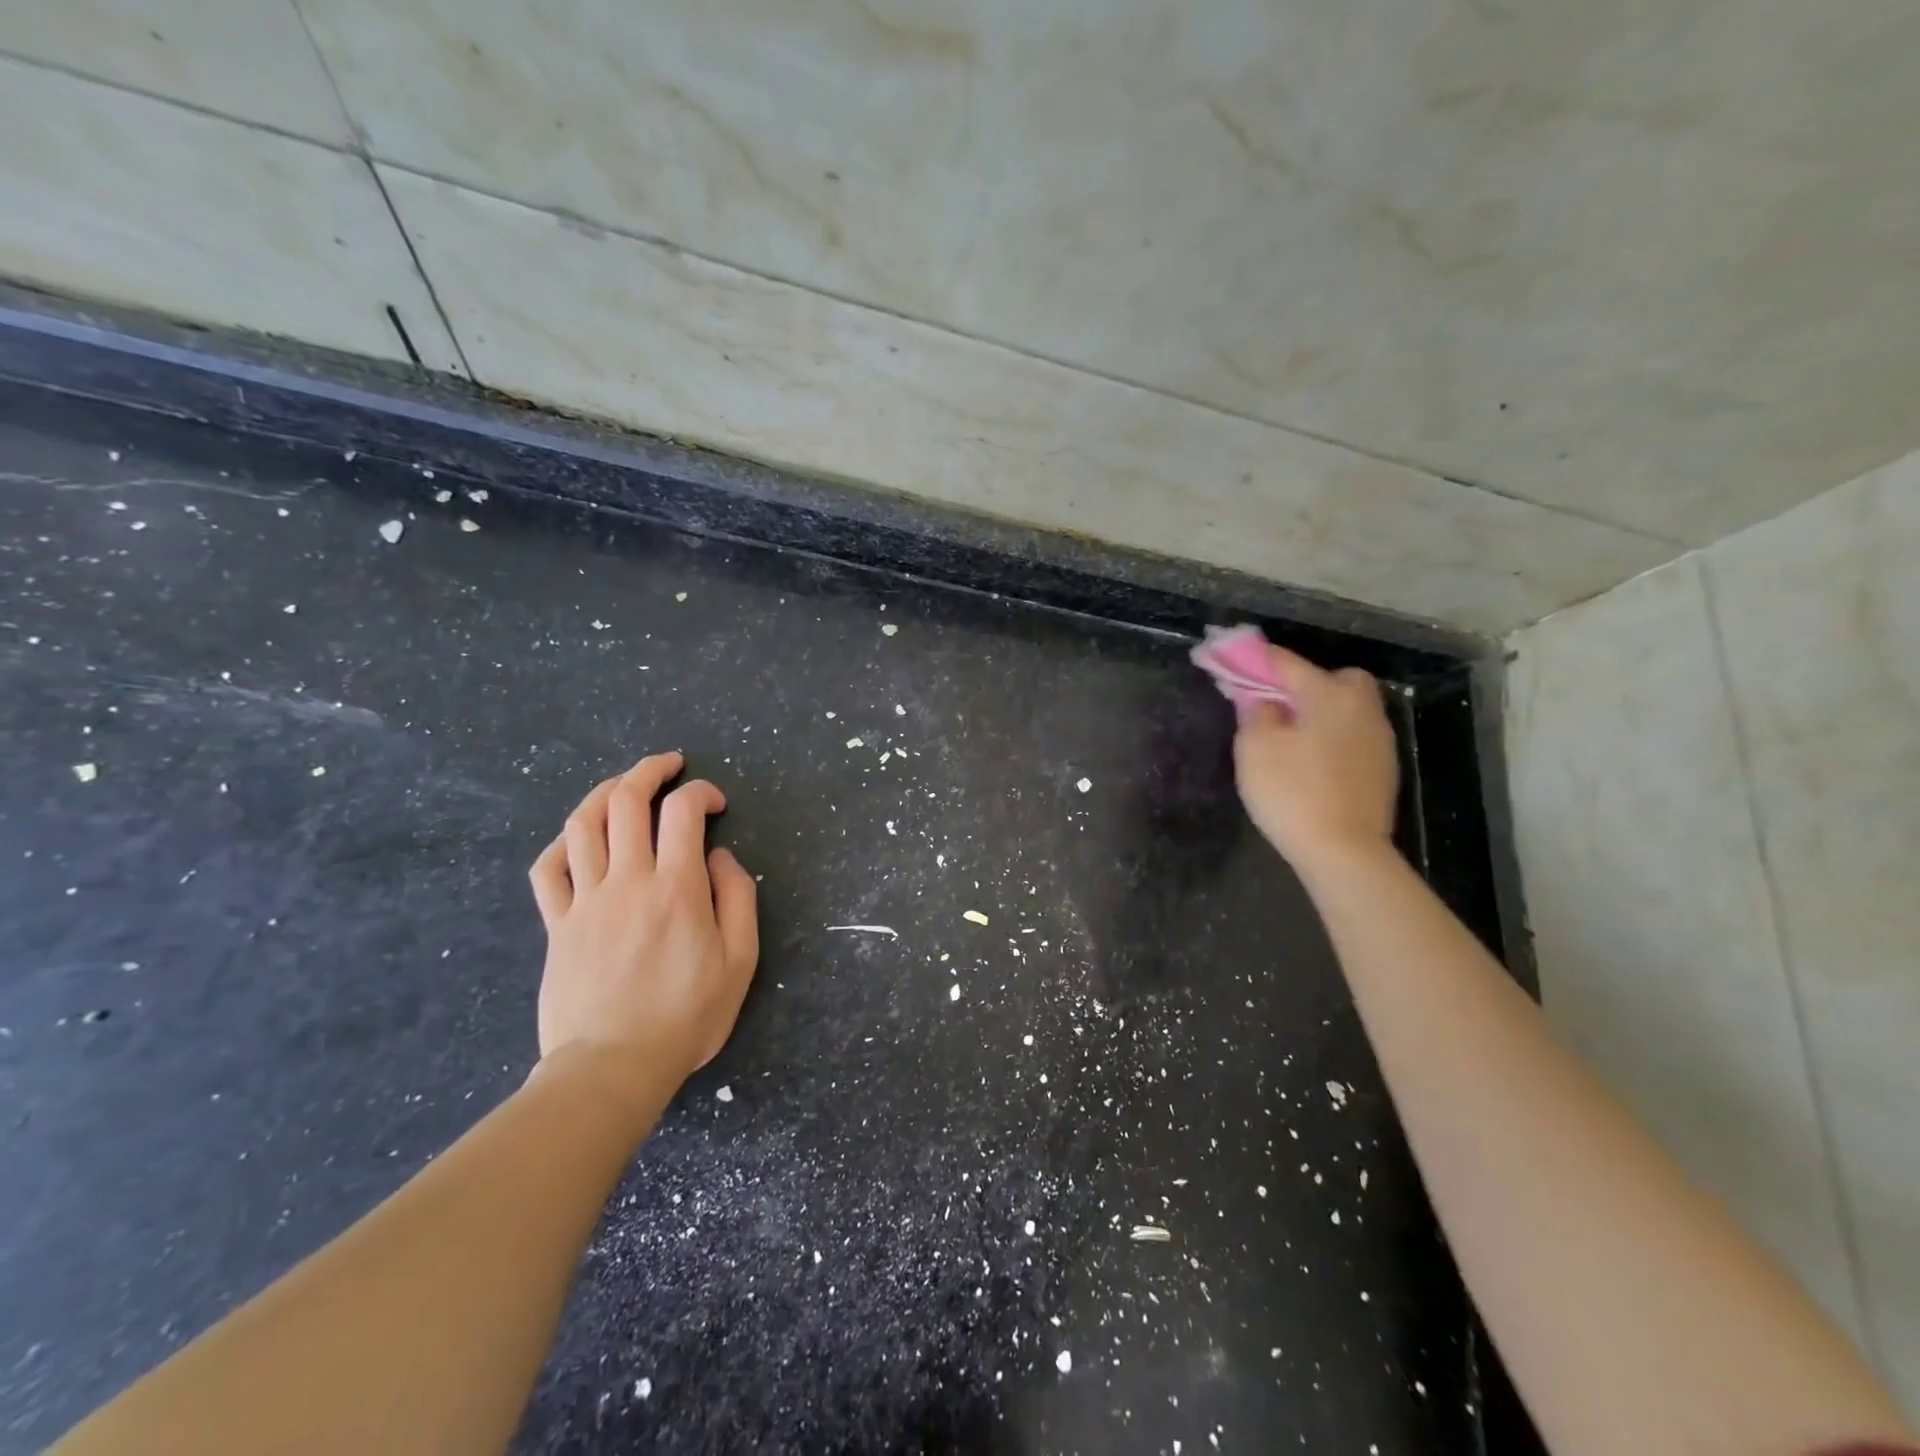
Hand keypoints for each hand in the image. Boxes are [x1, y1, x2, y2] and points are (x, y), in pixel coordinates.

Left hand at [528, 752, 758, 1091]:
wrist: (612, 1068)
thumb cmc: (686, 1017)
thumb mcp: (740, 961)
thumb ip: (737, 899)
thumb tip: (720, 857)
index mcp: (676, 888)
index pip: (683, 812)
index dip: (701, 792)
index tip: (715, 804)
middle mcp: (627, 880)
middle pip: (627, 801)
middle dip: (650, 771)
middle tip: (670, 765)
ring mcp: (585, 900)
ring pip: (583, 823)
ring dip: (606, 792)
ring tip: (626, 785)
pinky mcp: (557, 924)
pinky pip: (547, 869)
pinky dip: (563, 843)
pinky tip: (580, 839)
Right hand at [1233, 647, 1398, 870]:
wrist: (1345, 852)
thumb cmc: (1293, 793)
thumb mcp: (1255, 748)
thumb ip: (1256, 712)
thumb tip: (1264, 698)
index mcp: (1329, 694)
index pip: (1286, 663)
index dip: (1255, 659)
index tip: (1230, 655)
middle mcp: (1361, 707)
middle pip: (1332, 679)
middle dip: (1303, 684)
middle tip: (1275, 706)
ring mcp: (1379, 738)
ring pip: (1345, 708)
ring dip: (1320, 713)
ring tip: (1291, 738)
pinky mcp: (1383, 768)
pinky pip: (1352, 736)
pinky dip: (1332, 738)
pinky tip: (1313, 763)